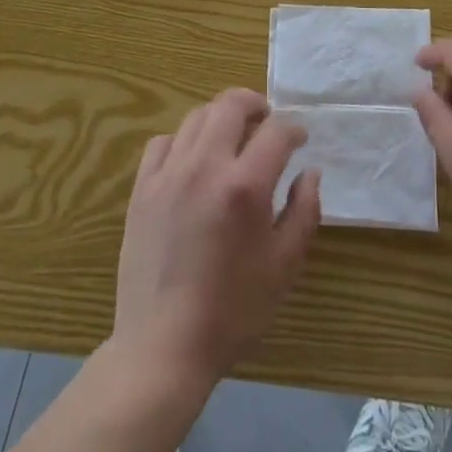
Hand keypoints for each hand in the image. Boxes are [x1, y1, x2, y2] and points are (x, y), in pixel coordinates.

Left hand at [112, 88, 319, 386]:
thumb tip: (309, 172)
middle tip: (266, 121)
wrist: (162, 348)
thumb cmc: (232, 311)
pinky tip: (192, 161)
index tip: (300, 141)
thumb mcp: (284, 266)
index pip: (276, 131)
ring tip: (232, 138)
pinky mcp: (142, 189)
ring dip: (221, 118)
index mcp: (245, 186)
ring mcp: (169, 174)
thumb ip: (304, 211)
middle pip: (231, 104)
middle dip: (255, 104)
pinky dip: (183, 141)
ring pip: (196, 117)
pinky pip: (163, 142)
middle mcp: (205, 166)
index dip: (293, 129)